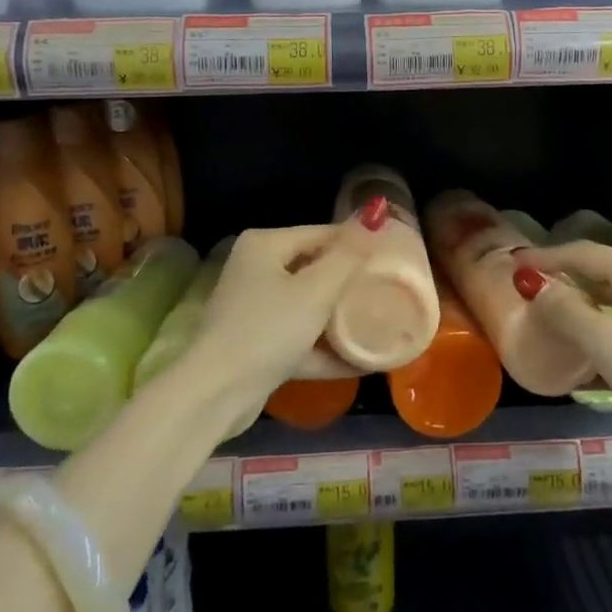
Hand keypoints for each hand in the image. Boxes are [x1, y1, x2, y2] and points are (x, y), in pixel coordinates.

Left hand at [189, 200, 388, 413]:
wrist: (217, 393)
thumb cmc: (269, 329)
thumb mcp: (316, 290)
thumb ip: (349, 257)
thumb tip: (374, 219)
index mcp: (265, 245)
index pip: (321, 234)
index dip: (358, 244)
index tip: (394, 258)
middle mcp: (256, 269)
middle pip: (315, 269)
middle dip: (351, 283)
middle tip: (390, 291)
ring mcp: (255, 308)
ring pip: (308, 306)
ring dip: (340, 319)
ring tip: (380, 323)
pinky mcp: (257, 344)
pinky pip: (299, 338)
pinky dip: (325, 348)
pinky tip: (361, 362)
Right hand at [518, 240, 611, 437]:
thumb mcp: (607, 344)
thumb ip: (567, 312)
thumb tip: (535, 286)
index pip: (583, 253)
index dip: (546, 257)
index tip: (513, 264)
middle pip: (597, 273)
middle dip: (560, 279)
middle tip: (525, 289)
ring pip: (608, 302)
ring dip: (576, 307)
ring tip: (544, 318)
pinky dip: (594, 333)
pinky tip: (575, 355)